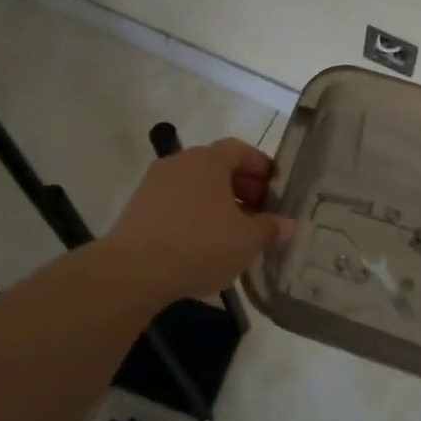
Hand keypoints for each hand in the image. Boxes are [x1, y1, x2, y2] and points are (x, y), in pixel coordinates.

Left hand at [102, 138, 295, 301]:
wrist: (133, 271)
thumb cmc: (199, 244)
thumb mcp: (246, 240)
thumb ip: (270, 229)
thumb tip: (287, 224)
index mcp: (209, 160)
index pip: (241, 149)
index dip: (261, 166)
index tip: (276, 189)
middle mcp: (181, 163)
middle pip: (218, 167)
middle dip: (242, 188)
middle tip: (260, 215)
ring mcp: (156, 184)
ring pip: (196, 187)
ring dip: (218, 205)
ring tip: (234, 234)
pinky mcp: (139, 208)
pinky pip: (177, 205)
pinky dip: (195, 217)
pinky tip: (204, 245)